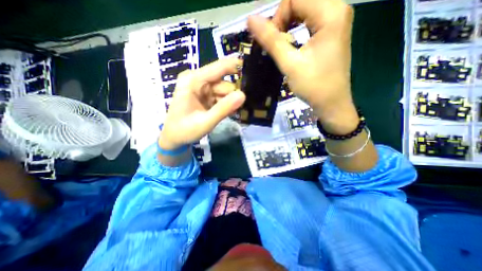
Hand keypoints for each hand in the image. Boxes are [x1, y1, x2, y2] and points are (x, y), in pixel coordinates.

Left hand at [160, 58, 245, 150]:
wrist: (174, 138)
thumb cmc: (184, 130)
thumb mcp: (205, 121)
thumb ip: (224, 108)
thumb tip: (243, 95)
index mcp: (193, 81)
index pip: (218, 68)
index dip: (236, 66)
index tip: (253, 69)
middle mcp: (198, 81)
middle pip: (224, 83)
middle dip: (234, 95)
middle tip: (240, 107)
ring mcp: (203, 89)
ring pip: (225, 92)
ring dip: (231, 102)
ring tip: (233, 113)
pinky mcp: (206, 97)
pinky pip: (221, 98)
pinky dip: (227, 105)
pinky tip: (229, 113)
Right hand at [248, 0, 356, 134]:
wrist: (331, 103)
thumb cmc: (313, 85)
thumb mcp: (290, 63)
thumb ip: (271, 40)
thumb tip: (251, 19)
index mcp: (330, 13)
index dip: (277, 18)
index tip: (272, 42)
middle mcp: (337, 10)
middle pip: (300, 1)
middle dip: (282, 20)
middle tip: (275, 44)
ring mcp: (335, 21)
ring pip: (304, 11)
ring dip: (288, 25)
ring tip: (281, 46)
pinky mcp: (331, 33)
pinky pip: (309, 21)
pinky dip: (296, 30)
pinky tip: (291, 44)